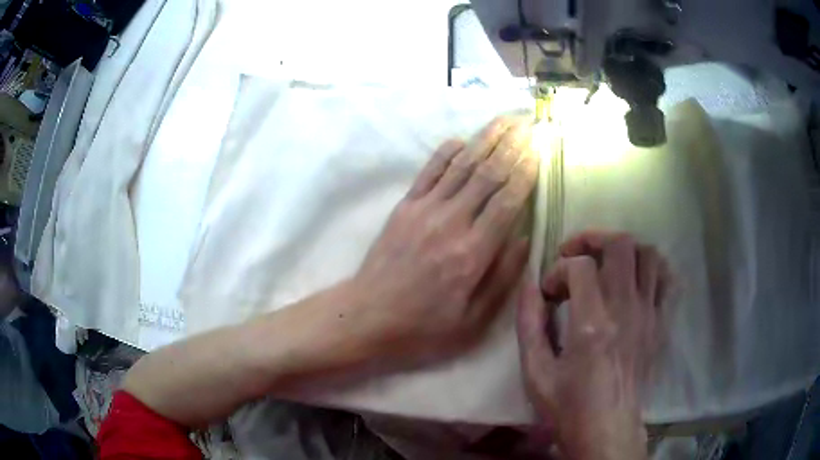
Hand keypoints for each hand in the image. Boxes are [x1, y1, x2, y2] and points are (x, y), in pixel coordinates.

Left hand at [352, 116, 537, 361]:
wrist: (368, 318)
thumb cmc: (424, 327)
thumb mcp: (473, 320)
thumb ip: (502, 277)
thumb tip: (526, 237)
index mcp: (473, 252)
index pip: (508, 200)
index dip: (527, 171)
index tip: (540, 149)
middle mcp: (452, 222)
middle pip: (488, 173)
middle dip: (512, 144)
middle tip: (530, 123)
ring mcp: (424, 210)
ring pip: (462, 165)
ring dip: (485, 139)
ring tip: (505, 120)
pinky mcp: (404, 207)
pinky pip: (429, 171)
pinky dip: (446, 152)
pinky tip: (462, 140)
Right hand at [517, 232, 668, 459]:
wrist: (607, 429)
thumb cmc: (568, 406)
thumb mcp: (535, 372)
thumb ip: (529, 324)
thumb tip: (529, 284)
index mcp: (592, 325)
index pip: (579, 266)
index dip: (558, 270)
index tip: (549, 293)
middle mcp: (626, 310)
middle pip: (621, 244)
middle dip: (593, 239)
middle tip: (576, 255)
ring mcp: (650, 315)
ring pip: (649, 254)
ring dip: (625, 251)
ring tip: (606, 266)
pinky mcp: (661, 324)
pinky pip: (668, 279)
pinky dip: (652, 269)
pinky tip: (635, 280)